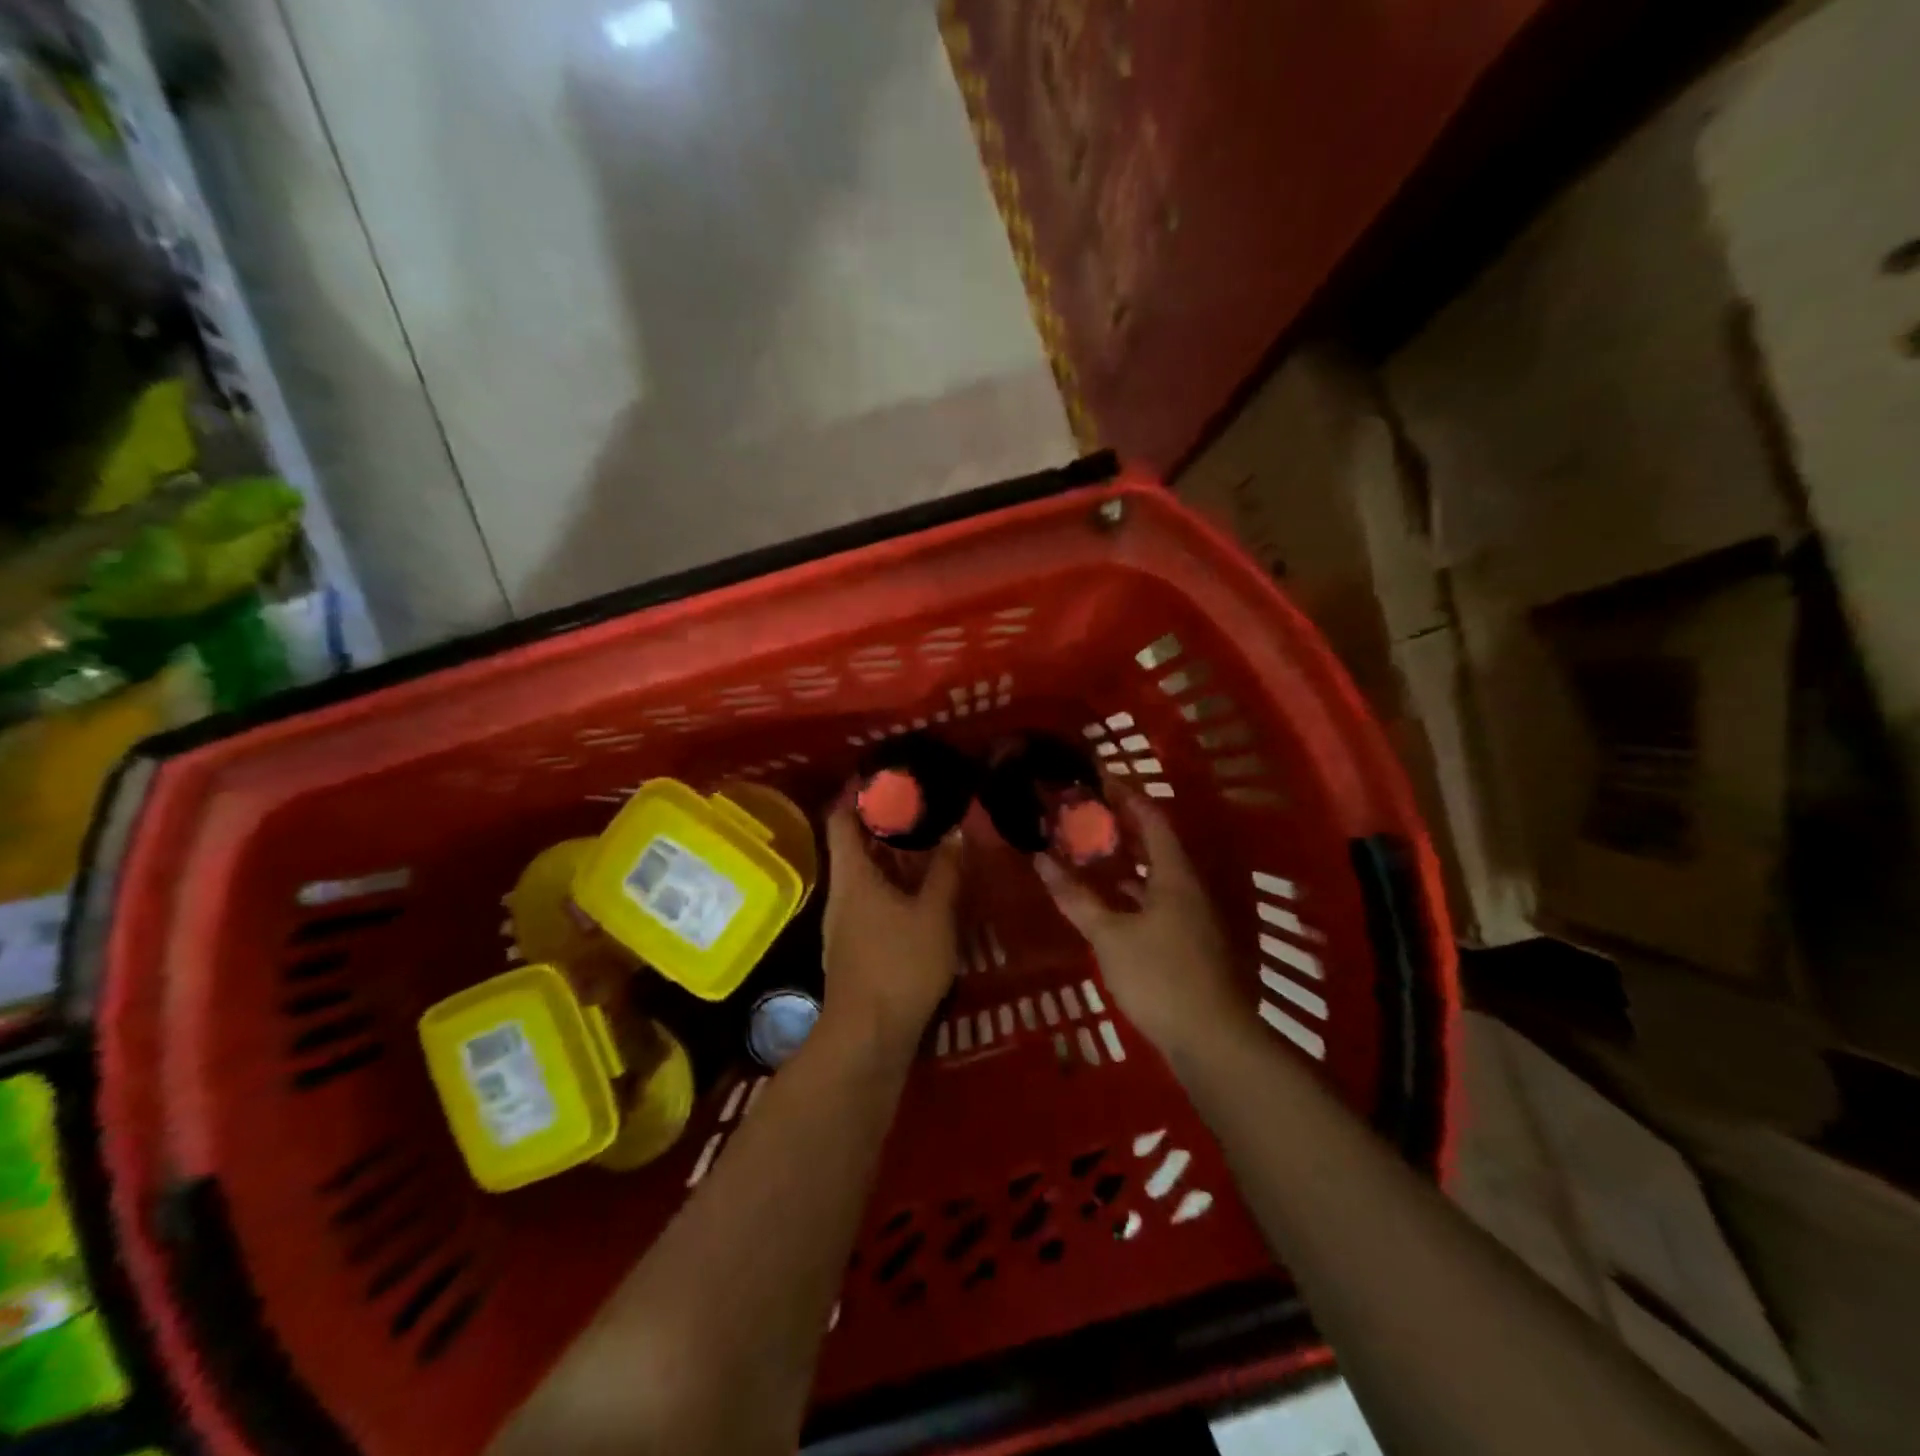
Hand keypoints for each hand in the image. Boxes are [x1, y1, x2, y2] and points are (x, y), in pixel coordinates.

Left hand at [821, 800, 961, 1062]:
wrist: (868, 1036)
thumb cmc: (900, 965)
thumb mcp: (935, 914)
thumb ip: (946, 872)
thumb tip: (956, 832)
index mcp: (853, 876)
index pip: (841, 818)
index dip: (856, 794)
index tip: (884, 778)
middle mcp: (841, 893)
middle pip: (854, 846)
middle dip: (884, 826)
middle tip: (921, 810)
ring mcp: (843, 923)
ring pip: (864, 876)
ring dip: (891, 859)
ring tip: (928, 847)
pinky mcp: (852, 947)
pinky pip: (870, 901)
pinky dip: (892, 887)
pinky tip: (921, 895)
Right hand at [1034, 793, 1240, 1054]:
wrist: (1213, 1041)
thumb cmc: (1160, 977)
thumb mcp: (1110, 935)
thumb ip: (1076, 897)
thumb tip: (1041, 860)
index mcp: (1175, 876)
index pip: (1152, 820)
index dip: (1127, 797)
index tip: (1099, 781)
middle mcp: (1189, 890)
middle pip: (1158, 846)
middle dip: (1124, 829)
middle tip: (1088, 816)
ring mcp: (1194, 919)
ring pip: (1158, 878)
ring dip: (1128, 864)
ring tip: (1092, 854)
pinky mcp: (1191, 945)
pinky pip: (1159, 903)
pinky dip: (1134, 895)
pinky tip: (1112, 906)